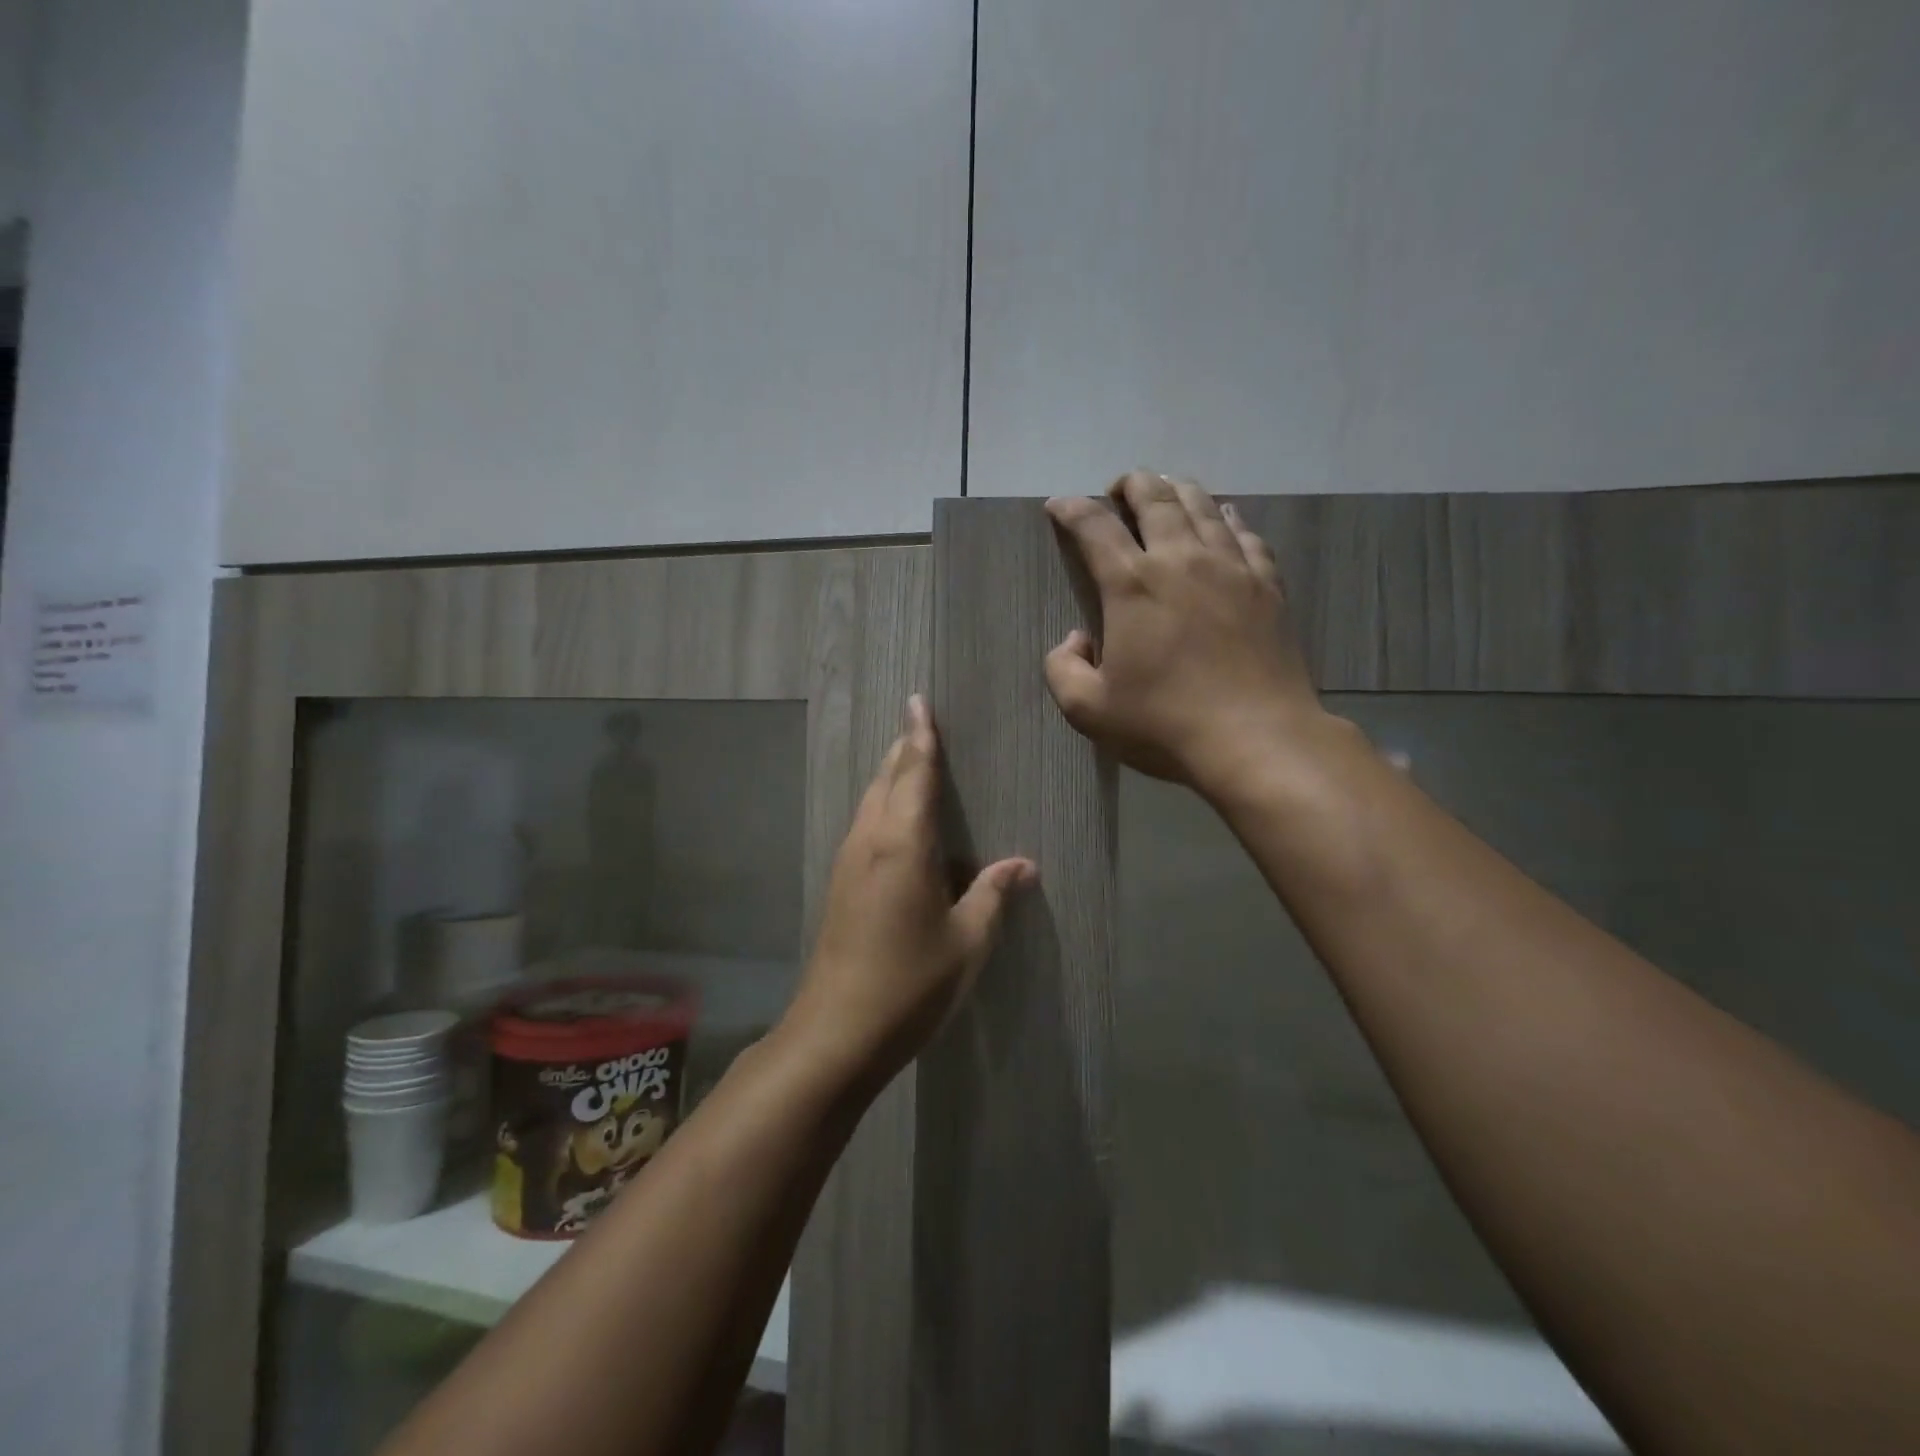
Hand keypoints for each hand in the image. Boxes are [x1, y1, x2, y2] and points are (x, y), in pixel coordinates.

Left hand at [781, 696, 1034, 1082]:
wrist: (836, 1031)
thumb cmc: (910, 983)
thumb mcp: (967, 942)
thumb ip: (992, 896)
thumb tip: (1022, 865)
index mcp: (903, 845)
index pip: (915, 775)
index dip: (921, 738)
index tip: (919, 702)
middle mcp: (869, 842)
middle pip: (886, 780)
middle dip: (903, 750)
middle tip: (919, 724)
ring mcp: (849, 863)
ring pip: (870, 802)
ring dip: (890, 777)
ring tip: (909, 762)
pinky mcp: (840, 886)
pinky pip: (864, 827)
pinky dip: (882, 807)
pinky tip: (895, 823)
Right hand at [1044, 472, 1328, 795]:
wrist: (1257, 739)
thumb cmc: (1165, 724)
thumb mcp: (1088, 710)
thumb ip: (1063, 669)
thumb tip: (1076, 640)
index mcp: (1132, 585)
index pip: (1095, 527)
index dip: (1072, 509)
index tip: (1059, 505)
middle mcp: (1181, 561)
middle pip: (1155, 498)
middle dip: (1131, 484)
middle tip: (1118, 490)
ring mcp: (1231, 568)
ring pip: (1202, 506)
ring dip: (1177, 491)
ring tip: (1166, 491)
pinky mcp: (1267, 585)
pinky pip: (1246, 535)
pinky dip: (1228, 518)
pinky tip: (1225, 519)